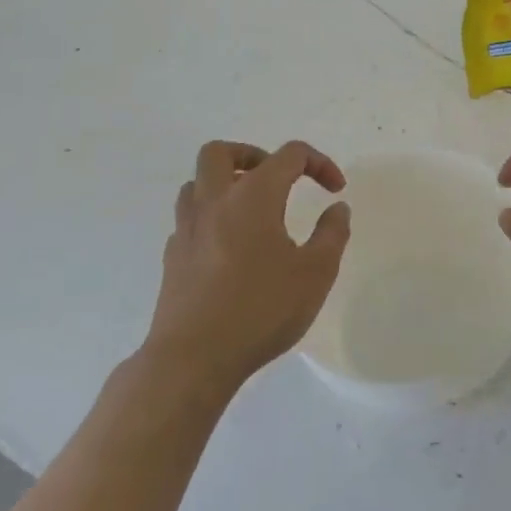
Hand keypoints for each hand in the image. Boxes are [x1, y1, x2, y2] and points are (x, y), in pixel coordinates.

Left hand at [147, 140, 351, 394]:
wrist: (193, 358)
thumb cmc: (261, 310)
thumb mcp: (315, 274)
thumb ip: (332, 234)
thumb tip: (337, 208)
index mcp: (253, 196)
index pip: (289, 155)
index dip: (318, 163)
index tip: (335, 189)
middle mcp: (214, 202)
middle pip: (220, 152)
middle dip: (252, 155)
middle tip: (276, 179)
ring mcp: (187, 229)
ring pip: (196, 183)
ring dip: (225, 184)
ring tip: (252, 211)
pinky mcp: (173, 257)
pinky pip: (190, 219)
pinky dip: (211, 218)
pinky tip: (230, 248)